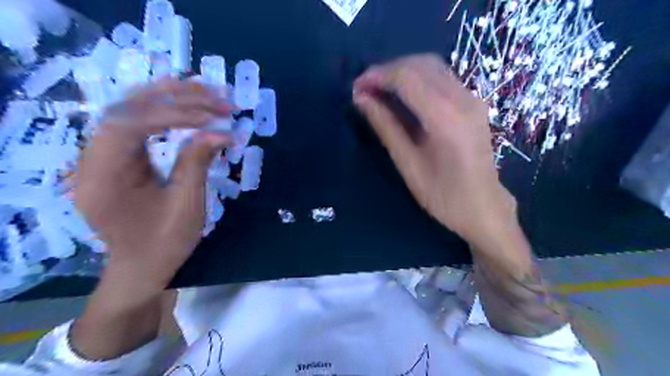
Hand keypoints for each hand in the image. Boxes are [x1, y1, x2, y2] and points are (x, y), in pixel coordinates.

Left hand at [75, 78, 233, 290]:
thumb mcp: (187, 206)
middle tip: (216, 94)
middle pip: (126, 109)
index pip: (127, 125)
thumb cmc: (164, 243)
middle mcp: (92, 160)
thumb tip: (222, 131)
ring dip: (170, 97)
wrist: (142, 267)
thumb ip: (198, 162)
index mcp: (102, 178)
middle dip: (174, 98)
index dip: (171, 114)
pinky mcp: (117, 156)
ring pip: (131, 110)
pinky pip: (137, 122)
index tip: (211, 116)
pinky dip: (165, 109)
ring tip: (207, 90)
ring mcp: (102, 155)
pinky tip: (187, 103)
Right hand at [353, 55, 513, 243]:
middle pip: (420, 64)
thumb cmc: (443, 196)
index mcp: (446, 119)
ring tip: (378, 89)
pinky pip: (441, 77)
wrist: (483, 207)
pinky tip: (401, 93)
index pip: (407, 78)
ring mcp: (472, 98)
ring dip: (401, 71)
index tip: (356, 87)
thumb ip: (385, 126)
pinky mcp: (474, 102)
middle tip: (364, 88)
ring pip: (432, 66)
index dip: (377, 76)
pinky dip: (416, 77)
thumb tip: (361, 99)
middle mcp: (463, 99)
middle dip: (387, 70)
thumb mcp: (408, 164)